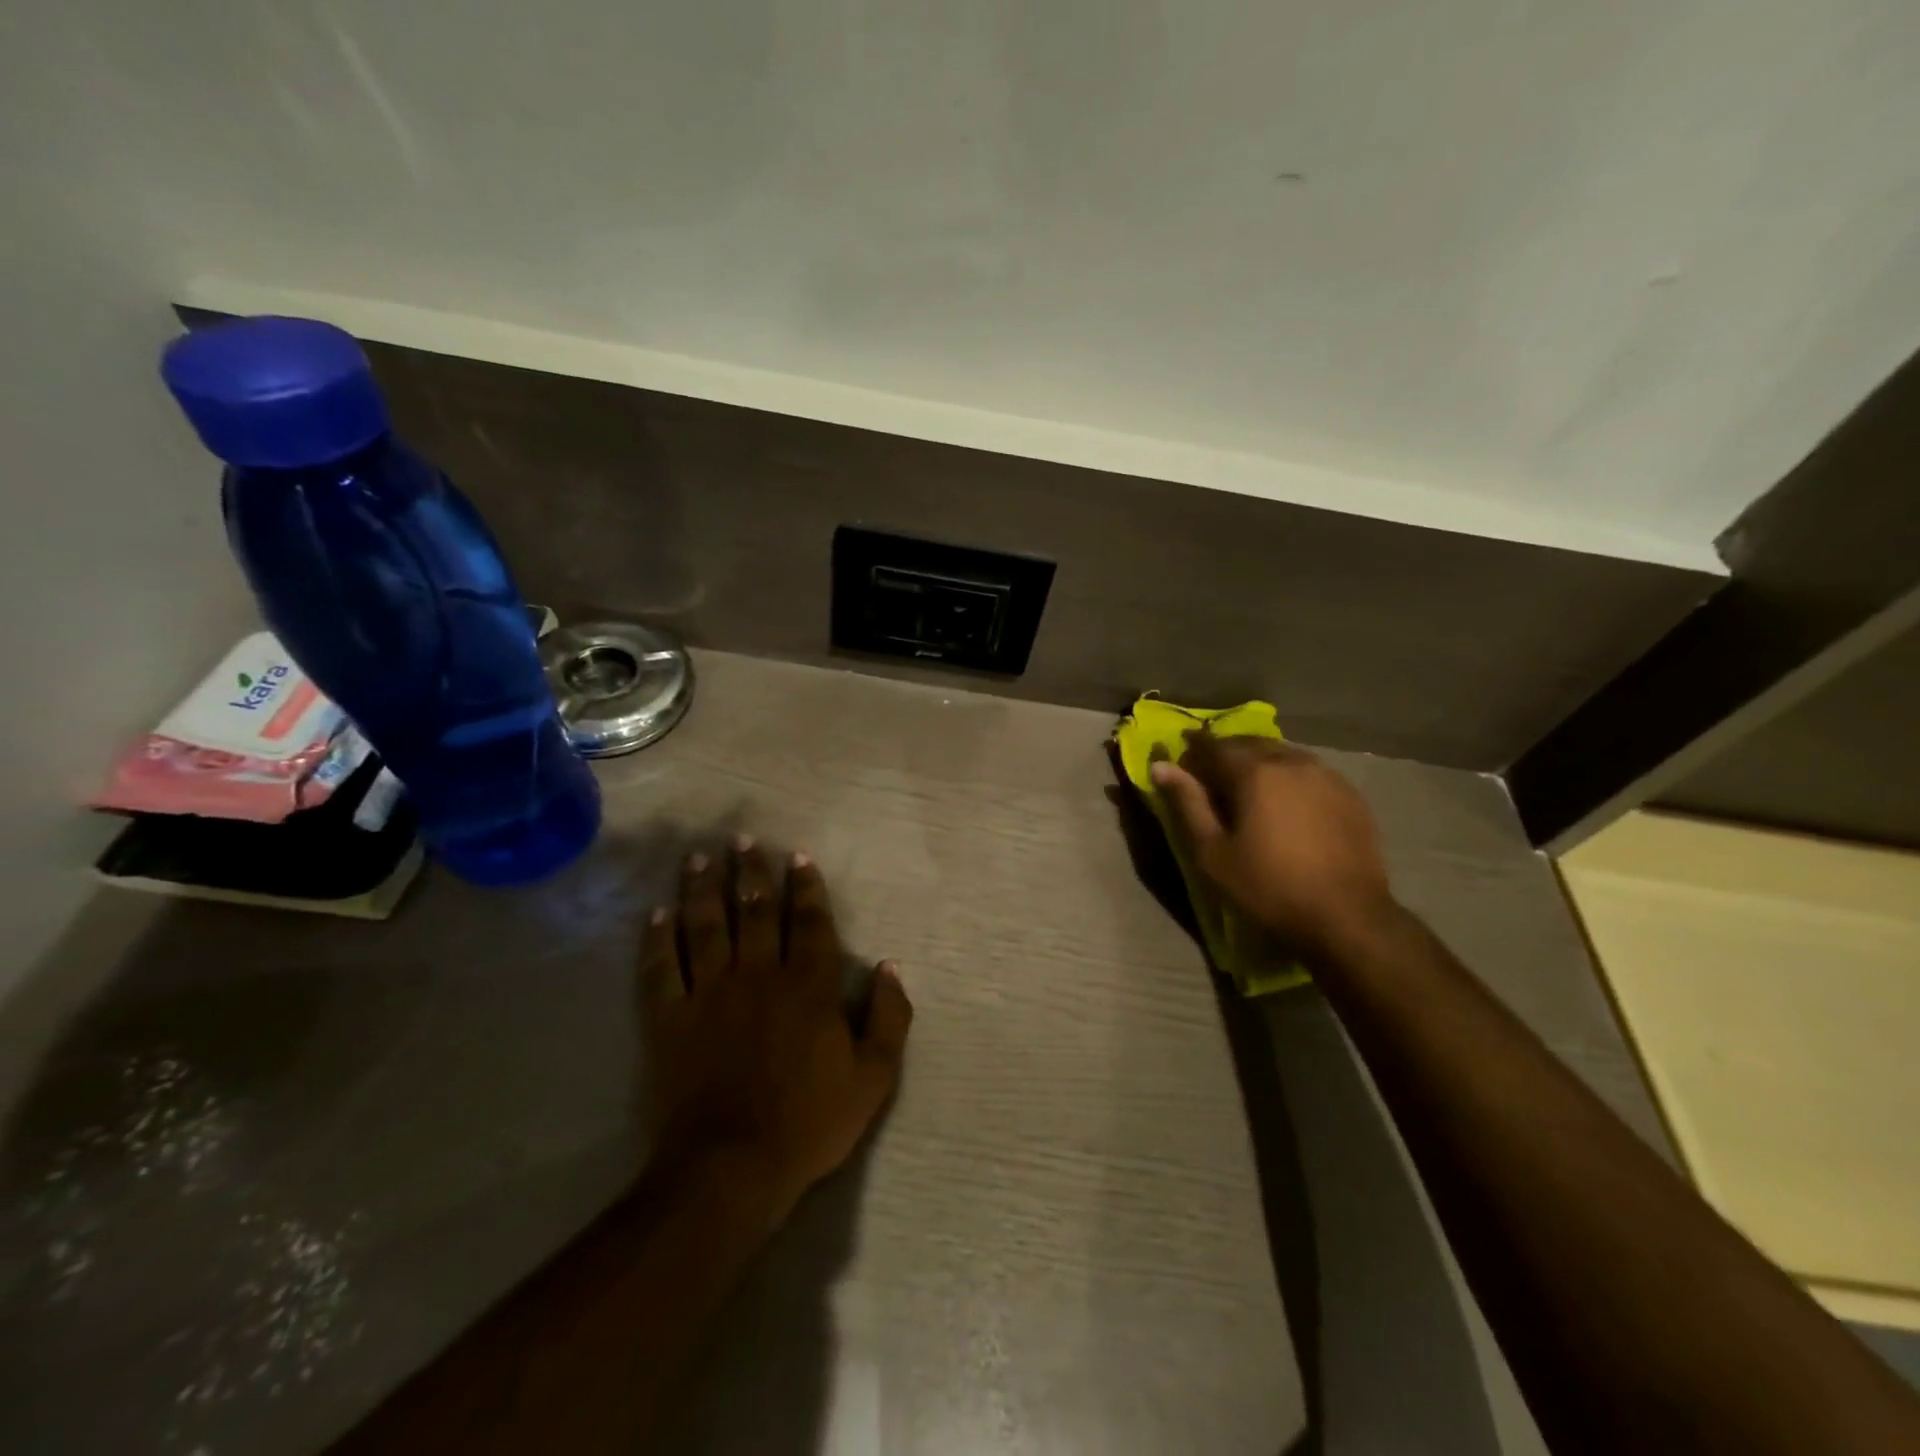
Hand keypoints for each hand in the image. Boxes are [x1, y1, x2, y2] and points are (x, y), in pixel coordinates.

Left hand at [641, 838, 912, 1229]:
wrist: (731, 1169)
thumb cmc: (809, 1122)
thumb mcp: (874, 1077)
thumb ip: (889, 1016)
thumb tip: (889, 966)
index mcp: (809, 987)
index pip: (810, 923)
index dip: (806, 887)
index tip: (797, 856)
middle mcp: (759, 975)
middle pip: (755, 911)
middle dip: (751, 872)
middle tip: (742, 839)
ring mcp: (710, 994)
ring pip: (706, 927)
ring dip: (703, 888)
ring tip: (700, 857)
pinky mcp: (670, 1019)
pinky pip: (661, 969)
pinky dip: (658, 939)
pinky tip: (657, 913)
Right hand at [1150, 732, 1396, 957]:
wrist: (1347, 918)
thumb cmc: (1268, 887)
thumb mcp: (1213, 852)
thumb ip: (1187, 803)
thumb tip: (1161, 766)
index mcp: (1256, 771)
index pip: (1214, 746)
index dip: (1193, 751)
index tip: (1182, 766)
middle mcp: (1293, 761)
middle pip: (1251, 744)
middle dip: (1227, 754)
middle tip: (1212, 779)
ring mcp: (1328, 776)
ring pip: (1283, 755)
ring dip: (1260, 763)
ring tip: (1249, 791)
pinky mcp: (1351, 795)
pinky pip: (1310, 772)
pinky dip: (1290, 778)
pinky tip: (1287, 804)